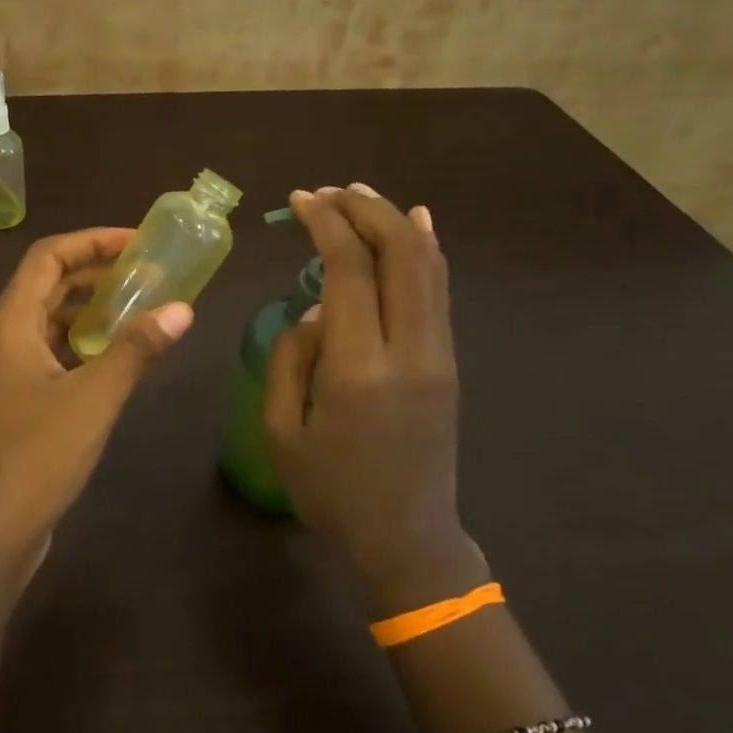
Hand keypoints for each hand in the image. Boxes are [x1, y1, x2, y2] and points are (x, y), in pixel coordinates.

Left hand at [0, 229, 192, 589]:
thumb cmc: (37, 455)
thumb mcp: (94, 397)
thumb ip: (136, 350)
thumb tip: (183, 309)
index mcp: (10, 322)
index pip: (48, 257)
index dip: (92, 241)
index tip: (138, 242)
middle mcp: (3, 337)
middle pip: (47, 284)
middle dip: (95, 272)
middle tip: (147, 272)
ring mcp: (7, 370)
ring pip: (50, 319)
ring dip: (90, 308)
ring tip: (140, 307)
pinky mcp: (18, 399)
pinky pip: (52, 351)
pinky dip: (83, 342)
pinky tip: (117, 356)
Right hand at [264, 185, 487, 616]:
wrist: (407, 539)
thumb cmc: (331, 493)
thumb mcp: (283, 431)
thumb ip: (292, 358)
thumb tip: (316, 307)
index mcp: (358, 369)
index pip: (349, 269)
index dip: (325, 223)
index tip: (300, 200)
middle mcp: (409, 349)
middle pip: (399, 251)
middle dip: (363, 209)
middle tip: (327, 192)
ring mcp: (439, 354)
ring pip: (427, 264)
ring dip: (394, 221)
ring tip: (360, 196)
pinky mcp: (450, 362)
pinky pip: (439, 290)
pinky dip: (424, 249)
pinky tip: (412, 223)